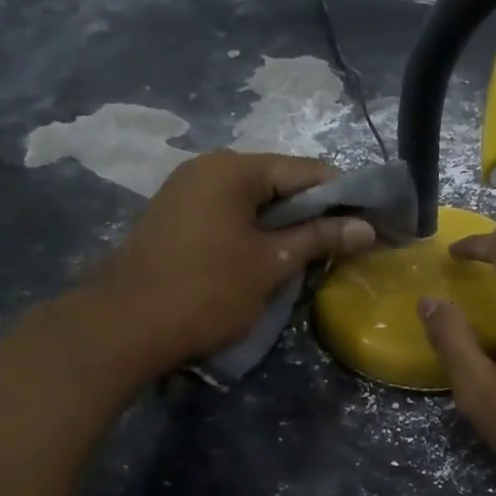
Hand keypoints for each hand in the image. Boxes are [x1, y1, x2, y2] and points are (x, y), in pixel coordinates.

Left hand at [67, 151, 375, 377]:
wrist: (123, 326)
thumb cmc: (206, 290)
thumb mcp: (271, 263)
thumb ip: (319, 238)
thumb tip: (366, 227)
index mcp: (233, 169)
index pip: (306, 170)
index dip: (344, 195)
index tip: (371, 220)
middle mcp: (208, 169)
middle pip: (279, 181)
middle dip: (315, 211)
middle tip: (347, 240)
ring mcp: (187, 192)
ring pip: (254, 200)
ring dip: (287, 223)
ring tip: (315, 252)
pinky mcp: (176, 218)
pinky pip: (230, 214)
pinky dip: (257, 231)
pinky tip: (273, 256)